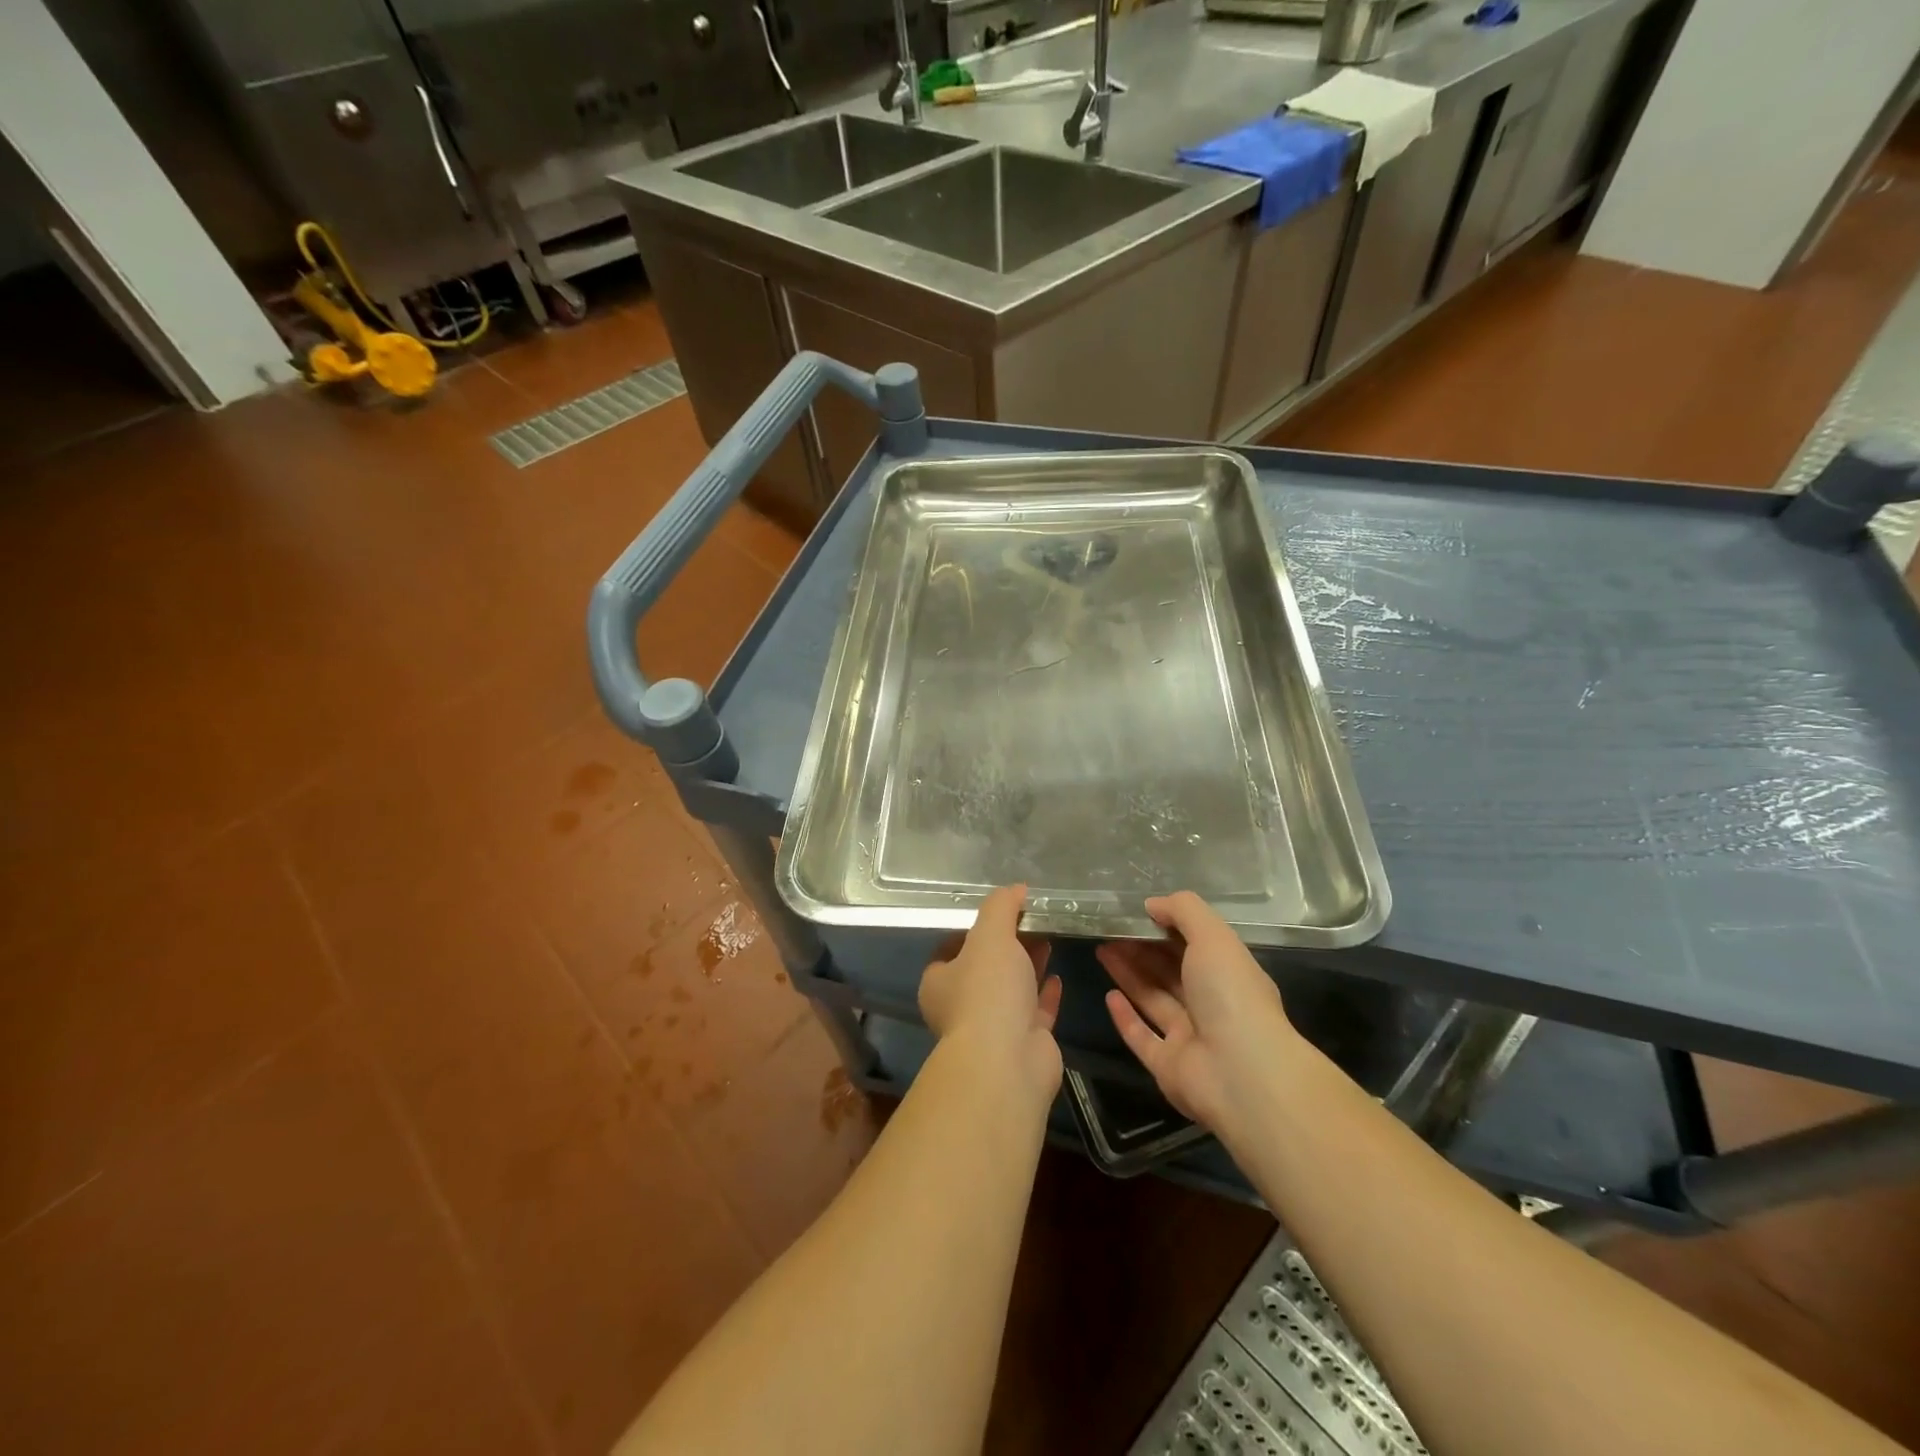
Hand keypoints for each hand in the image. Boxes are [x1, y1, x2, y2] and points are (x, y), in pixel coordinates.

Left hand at [920, 885, 1062, 1098]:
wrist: (1009, 1061)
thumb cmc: (988, 992)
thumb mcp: (990, 935)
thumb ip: (1000, 907)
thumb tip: (1015, 888)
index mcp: (940, 982)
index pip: (951, 948)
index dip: (972, 928)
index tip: (998, 912)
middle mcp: (961, 1006)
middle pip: (985, 968)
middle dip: (1007, 945)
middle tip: (1030, 920)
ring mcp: (994, 1028)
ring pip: (1011, 990)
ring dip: (1027, 965)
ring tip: (1048, 938)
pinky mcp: (1024, 1043)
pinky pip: (1035, 1011)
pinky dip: (1045, 994)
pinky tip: (1057, 975)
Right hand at [1097, 891, 1302, 1136]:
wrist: (1241, 1074)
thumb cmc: (1230, 995)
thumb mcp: (1213, 937)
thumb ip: (1183, 912)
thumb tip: (1153, 904)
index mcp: (1230, 975)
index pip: (1196, 945)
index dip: (1168, 928)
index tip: (1137, 913)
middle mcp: (1212, 1005)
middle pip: (1171, 972)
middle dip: (1141, 950)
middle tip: (1109, 931)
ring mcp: (1190, 1038)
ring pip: (1153, 999)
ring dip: (1129, 974)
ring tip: (1101, 949)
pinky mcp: (1168, 1066)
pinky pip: (1142, 1037)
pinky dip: (1126, 1018)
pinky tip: (1109, 996)